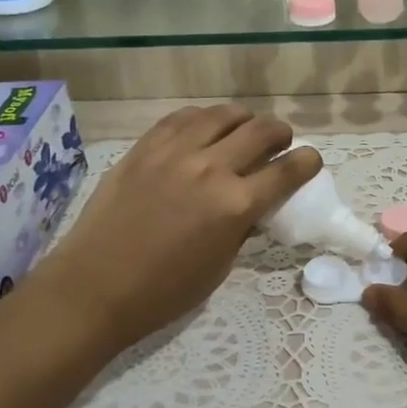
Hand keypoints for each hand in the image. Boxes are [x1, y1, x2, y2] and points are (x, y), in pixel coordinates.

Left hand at [39, 106, 321, 352]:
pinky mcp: (144, 148)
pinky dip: (203, 118)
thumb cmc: (164, 292)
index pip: (287, 170)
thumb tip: (253, 205)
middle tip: (281, 142)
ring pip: (222, 115)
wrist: (95, 287)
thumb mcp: (219, 266)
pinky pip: (182, 118)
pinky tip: (205, 128)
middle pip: (260, 131)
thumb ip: (242, 227)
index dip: (307, 162)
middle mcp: (210, 168)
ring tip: (245, 129)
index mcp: (235, 205)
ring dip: (244, 119)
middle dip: (281, 133)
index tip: (311, 161)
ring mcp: (174, 153)